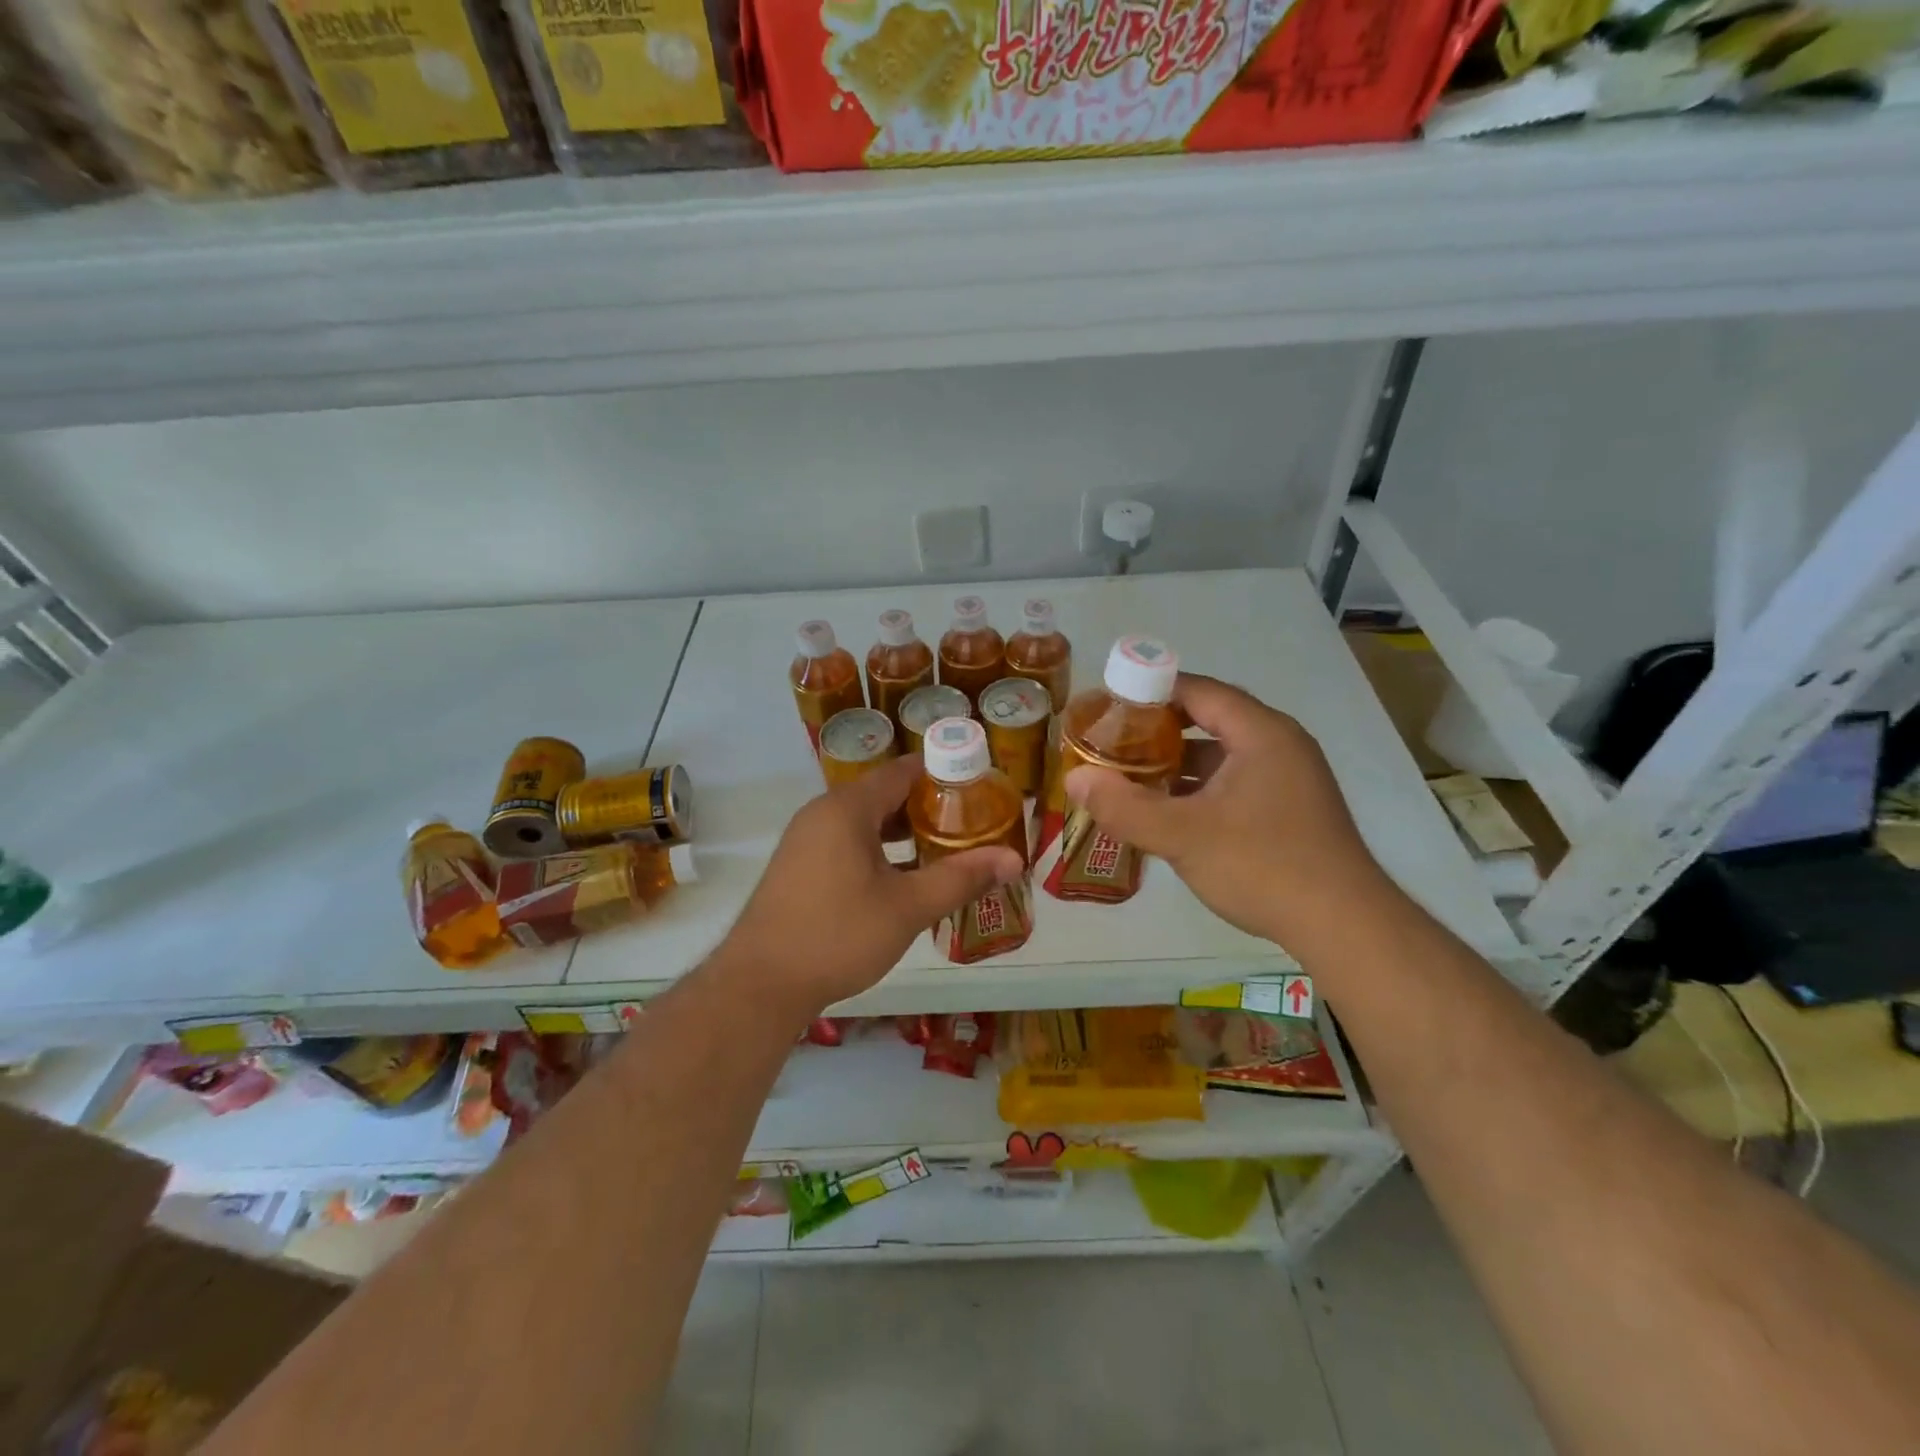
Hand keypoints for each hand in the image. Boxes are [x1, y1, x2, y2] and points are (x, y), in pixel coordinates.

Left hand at [725, 754, 1024, 1014]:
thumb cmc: (838, 935)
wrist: (760, 984)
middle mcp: (822, 813)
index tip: (980, 790)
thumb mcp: (908, 907)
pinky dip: (877, 849)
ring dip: (903, 832)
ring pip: (865, 822)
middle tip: (970, 825)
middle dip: (927, 807)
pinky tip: (901, 878)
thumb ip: (961, 878)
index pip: (903, 771)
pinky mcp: (798, 866)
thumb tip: (1013, 860)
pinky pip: (846, 842)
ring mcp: (805, 840)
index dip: (943, 776)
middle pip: (884, 794)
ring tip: (944, 849)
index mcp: (847, 808)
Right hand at [1064, 673, 1391, 948]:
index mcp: (1261, 733)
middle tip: (1112, 740)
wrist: (1344, 927)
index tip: (1108, 704)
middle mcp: (1279, 744)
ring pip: (1221, 753)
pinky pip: (1234, 780)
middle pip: (1209, 717)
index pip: (1198, 690)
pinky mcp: (1289, 807)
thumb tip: (1075, 779)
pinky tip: (1168, 809)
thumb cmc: (1263, 867)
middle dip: (1158, 728)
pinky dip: (1199, 786)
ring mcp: (1289, 777)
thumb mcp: (1182, 836)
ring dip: (1177, 761)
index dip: (1150, 691)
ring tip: (1130, 773)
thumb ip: (1124, 807)